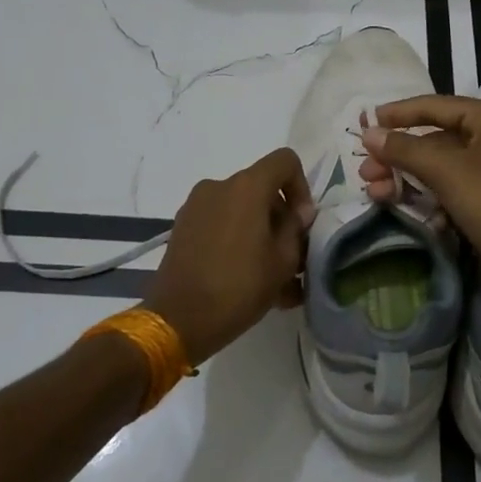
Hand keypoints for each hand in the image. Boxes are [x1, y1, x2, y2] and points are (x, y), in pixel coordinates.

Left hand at [146, 148, 317, 365]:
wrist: (178, 320)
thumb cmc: (239, 287)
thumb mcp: (283, 261)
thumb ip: (295, 229)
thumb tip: (297, 213)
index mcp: (246, 187)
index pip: (285, 161)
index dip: (301, 187)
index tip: (302, 223)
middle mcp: (219, 186)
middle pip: (262, 188)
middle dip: (281, 218)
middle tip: (292, 257)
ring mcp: (196, 206)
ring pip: (241, 210)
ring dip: (260, 234)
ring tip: (272, 276)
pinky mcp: (183, 227)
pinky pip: (221, 224)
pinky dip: (238, 241)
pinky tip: (247, 278)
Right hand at [359, 96, 480, 295]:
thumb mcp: (447, 172)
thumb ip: (405, 149)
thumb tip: (369, 133)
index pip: (434, 106)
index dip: (398, 114)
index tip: (366, 123)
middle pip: (434, 138)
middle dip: (398, 155)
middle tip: (366, 172)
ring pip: (439, 165)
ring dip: (406, 177)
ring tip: (375, 193)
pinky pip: (450, 187)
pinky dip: (426, 195)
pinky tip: (403, 209)